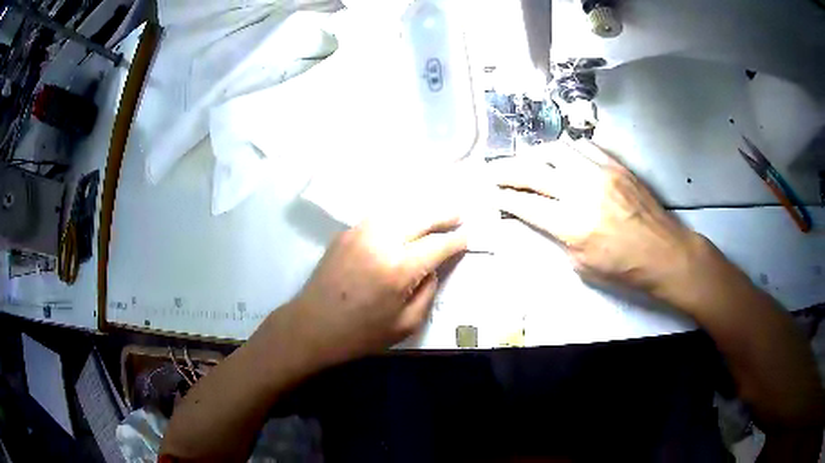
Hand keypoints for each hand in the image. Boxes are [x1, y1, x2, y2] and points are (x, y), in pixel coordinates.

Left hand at [286, 208, 466, 365]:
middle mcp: (381, 241)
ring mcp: (360, 232)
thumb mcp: (405, 324)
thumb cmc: (360, 334)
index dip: (456, 241)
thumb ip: (427, 292)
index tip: (467, 237)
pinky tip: (403, 222)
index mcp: (399, 268)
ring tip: (434, 215)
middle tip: (459, 215)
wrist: (312, 326)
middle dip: (443, 215)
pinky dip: (396, 217)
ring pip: (399, 211)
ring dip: (420, 211)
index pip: (437, 245)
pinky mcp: (345, 233)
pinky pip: (378, 218)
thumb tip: (433, 268)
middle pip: (420, 218)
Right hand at [494, 139, 704, 296]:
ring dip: (536, 156)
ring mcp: (600, 173)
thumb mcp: (582, 265)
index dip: (504, 198)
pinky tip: (563, 159)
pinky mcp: (615, 165)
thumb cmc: (624, 268)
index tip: (491, 194)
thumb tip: (541, 217)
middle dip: (506, 171)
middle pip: (533, 171)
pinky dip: (566, 151)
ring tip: (529, 163)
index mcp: (573, 225)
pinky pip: (583, 147)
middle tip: (494, 172)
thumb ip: (558, 237)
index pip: (526, 204)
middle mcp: (582, 192)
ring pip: (556, 150)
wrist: (664, 252)